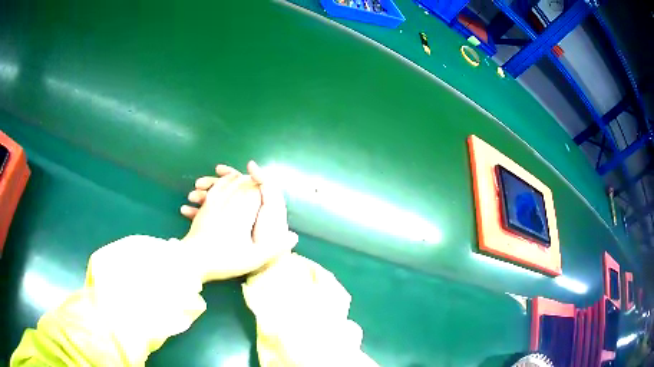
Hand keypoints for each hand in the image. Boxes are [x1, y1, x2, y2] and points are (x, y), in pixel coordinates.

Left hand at [180, 161, 296, 281]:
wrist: (191, 260)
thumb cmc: (223, 259)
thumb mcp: (253, 258)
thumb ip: (275, 247)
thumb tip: (295, 236)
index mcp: (243, 209)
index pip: (258, 189)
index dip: (265, 187)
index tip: (269, 190)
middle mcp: (229, 200)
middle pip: (243, 182)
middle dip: (252, 182)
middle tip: (259, 184)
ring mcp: (214, 201)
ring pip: (228, 183)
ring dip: (236, 180)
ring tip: (241, 181)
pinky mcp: (204, 206)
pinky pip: (215, 189)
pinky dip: (221, 185)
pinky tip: (221, 189)